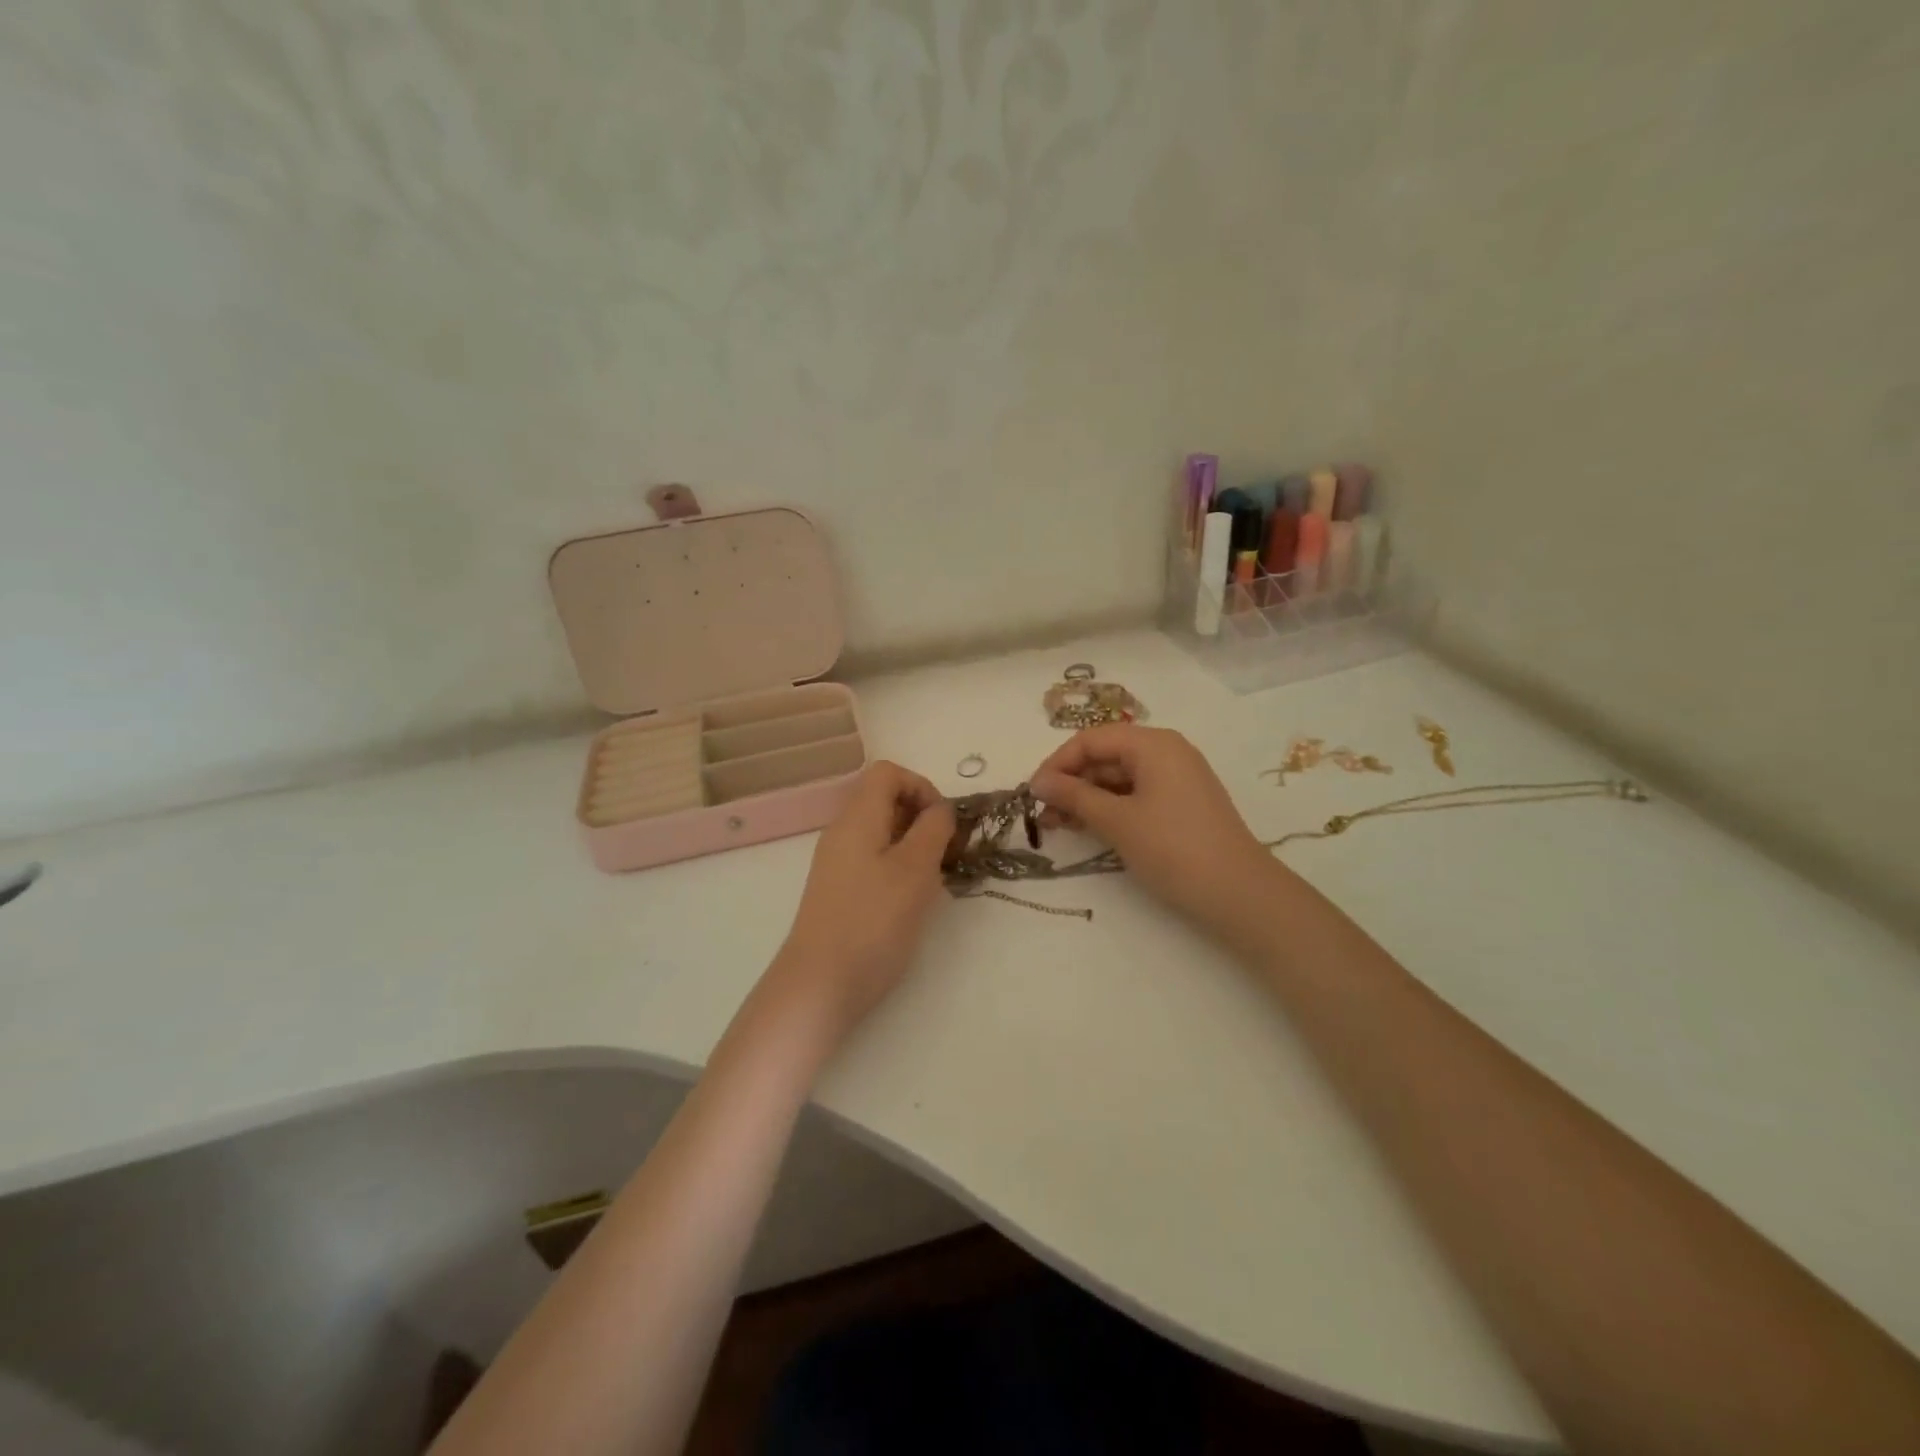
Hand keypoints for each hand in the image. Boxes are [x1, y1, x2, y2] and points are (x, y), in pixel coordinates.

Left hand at [775, 761, 955, 1037]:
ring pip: (883, 832)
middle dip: (923, 818)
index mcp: (857, 817)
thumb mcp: (915, 869)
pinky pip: (875, 860)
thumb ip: (933, 829)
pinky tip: (913, 899)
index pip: (888, 772)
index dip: (922, 786)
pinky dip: (900, 867)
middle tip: (947, 853)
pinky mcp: (841, 890)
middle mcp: (843, 832)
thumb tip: (940, 809)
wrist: (821, 984)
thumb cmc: (873, 921)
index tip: (944, 823)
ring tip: (934, 879)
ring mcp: (838, 862)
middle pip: (885, 800)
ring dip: (915, 845)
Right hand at [1030, 725, 1276, 935]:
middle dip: (1071, 782)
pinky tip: (1089, 828)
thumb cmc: (1173, 848)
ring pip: (1118, 778)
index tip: (1032, 793)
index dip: (1057, 763)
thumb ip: (1074, 796)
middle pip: (1105, 756)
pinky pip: (1135, 794)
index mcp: (1153, 744)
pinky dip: (1109, 808)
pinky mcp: (1180, 804)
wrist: (1239, 893)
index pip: (1091, 739)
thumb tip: (1037, 782)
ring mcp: (1176, 778)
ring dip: (1086, 798)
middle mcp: (1166, 752)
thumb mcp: (1116, 821)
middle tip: (1043, 814)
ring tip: (1058, 825)